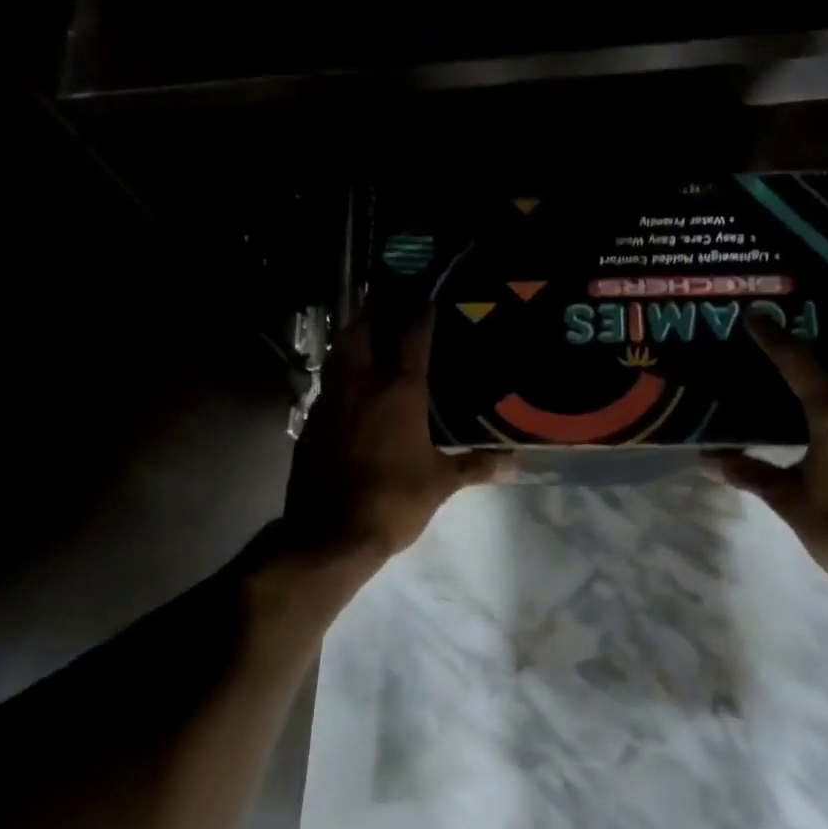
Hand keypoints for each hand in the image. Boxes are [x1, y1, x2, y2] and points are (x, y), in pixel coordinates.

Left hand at [283, 306, 505, 563]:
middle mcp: (361, 385)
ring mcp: (331, 402)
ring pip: (338, 355)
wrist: (330, 534)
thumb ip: (477, 465)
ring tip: (365, 329)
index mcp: (399, 391)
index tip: (426, 294)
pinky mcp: (311, 423)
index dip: (420, 312)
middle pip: (361, 332)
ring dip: (351, 337)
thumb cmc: (393, 500)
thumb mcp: (441, 483)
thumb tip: (516, 463)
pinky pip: (328, 385)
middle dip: (371, 310)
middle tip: (383, 294)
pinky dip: (339, 372)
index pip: (411, 337)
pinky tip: (350, 383)